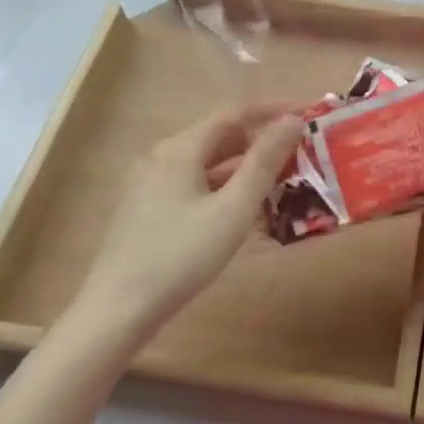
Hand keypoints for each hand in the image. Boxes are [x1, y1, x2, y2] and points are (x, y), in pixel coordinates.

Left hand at [61, 106, 303, 354]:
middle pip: (220, 136)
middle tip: (299, 152)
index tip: (308, 115)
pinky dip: (222, 186)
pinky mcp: (146, 209)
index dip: (273, 110)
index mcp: (181, 148)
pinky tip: (241, 208)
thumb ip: (264, 161)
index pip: (235, 113)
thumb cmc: (182, 255)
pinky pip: (193, 183)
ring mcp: (149, 183)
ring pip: (206, 162)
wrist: (116, 312)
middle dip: (261, 140)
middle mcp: (162, 156)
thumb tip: (292, 121)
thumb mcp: (234, 208)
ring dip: (243, 165)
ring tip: (280, 179)